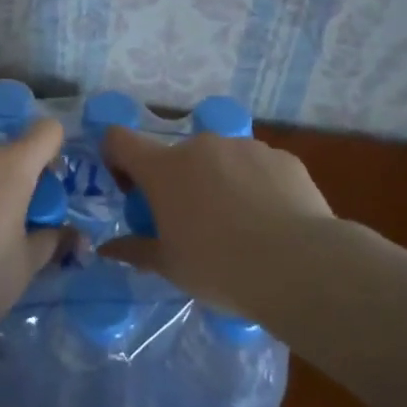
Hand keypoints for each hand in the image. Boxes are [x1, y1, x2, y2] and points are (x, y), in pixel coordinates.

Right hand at [98, 124, 334, 310]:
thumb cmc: (219, 267)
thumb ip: (135, 250)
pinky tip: (271, 221)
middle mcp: (201, 146)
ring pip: (219, 160)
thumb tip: (107, 249)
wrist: (299, 265)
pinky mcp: (282, 157)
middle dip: (177, 183)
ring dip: (217, 182)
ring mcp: (244, 147)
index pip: (120, 139)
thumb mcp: (170, 267)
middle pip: (176, 156)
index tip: (131, 191)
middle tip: (191, 224)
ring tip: (239, 225)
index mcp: (164, 168)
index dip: (117, 159)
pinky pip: (257, 167)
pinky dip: (255, 185)